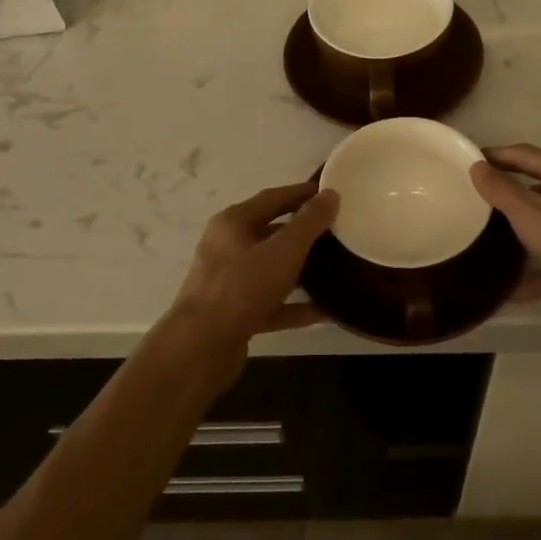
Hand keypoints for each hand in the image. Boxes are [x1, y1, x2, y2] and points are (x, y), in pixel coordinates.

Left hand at [171, 181, 338, 351]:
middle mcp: (227, 248)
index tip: (331, 193)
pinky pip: (271, 303)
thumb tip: (330, 194)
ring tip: (335, 268)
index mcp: (233, 223)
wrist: (202, 346)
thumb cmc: (242, 287)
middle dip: (303, 232)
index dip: (302, 193)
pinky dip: (295, 305)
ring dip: (301, 269)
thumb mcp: (283, 250)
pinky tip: (324, 311)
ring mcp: (229, 283)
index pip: (272, 198)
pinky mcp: (235, 314)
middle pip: (270, 233)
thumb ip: (309, 222)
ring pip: (271, 269)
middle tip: (337, 231)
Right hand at [470, 144, 540, 335]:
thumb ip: (501, 191)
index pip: (523, 154)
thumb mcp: (530, 213)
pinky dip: (539, 271)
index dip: (495, 156)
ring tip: (488, 242)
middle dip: (507, 193)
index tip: (467, 162)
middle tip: (473, 201)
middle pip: (537, 185)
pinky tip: (513, 292)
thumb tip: (477, 166)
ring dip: (521, 233)